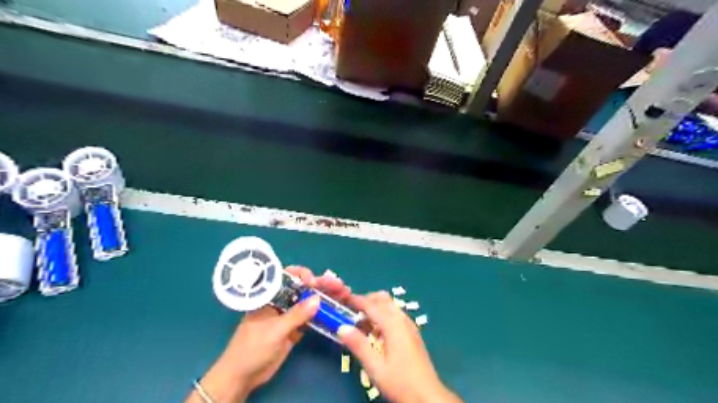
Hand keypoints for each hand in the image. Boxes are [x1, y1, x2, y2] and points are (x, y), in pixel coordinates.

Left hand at [184, 268, 352, 402]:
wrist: (243, 376)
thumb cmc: (251, 348)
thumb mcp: (274, 330)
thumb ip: (296, 315)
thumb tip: (318, 299)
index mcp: (270, 296)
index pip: (288, 277)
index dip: (302, 275)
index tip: (314, 282)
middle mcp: (281, 301)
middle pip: (304, 288)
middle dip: (322, 284)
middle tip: (339, 285)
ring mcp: (289, 315)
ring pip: (310, 301)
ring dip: (326, 297)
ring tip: (344, 293)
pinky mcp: (295, 328)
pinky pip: (311, 317)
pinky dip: (323, 314)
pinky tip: (336, 310)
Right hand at [340, 292, 462, 402]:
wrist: (428, 396)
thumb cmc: (400, 382)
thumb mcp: (375, 367)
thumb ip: (358, 345)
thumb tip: (342, 327)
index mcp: (393, 325)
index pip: (372, 305)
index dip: (357, 300)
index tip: (343, 300)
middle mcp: (402, 320)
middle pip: (383, 300)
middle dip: (367, 300)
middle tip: (351, 310)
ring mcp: (410, 325)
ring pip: (391, 306)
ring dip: (376, 307)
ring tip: (362, 321)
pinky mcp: (413, 333)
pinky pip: (396, 314)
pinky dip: (384, 314)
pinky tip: (377, 330)